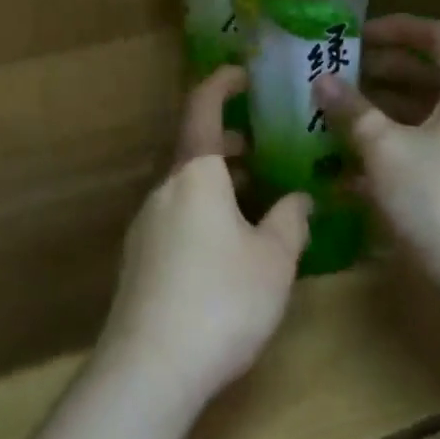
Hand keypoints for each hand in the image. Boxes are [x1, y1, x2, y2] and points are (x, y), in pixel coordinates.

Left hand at [99, 67, 311, 408]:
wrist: (150, 365)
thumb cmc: (222, 300)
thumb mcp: (273, 261)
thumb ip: (290, 221)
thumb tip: (300, 198)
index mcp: (196, 173)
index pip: (203, 108)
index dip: (221, 83)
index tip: (242, 73)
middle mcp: (165, 188)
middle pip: (195, 149)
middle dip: (229, 142)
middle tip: (263, 147)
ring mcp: (146, 222)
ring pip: (186, 186)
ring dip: (217, 181)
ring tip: (253, 198)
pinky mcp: (138, 257)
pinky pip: (176, 215)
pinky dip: (203, 210)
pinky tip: (225, 247)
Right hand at [314, 16, 439, 297]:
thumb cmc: (439, 200)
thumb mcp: (384, 149)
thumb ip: (351, 109)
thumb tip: (321, 79)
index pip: (439, 36)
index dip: (398, 29)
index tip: (358, 34)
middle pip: (435, 74)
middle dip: (385, 70)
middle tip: (341, 72)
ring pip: (433, 113)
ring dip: (388, 110)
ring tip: (341, 113)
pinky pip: (438, 145)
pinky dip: (402, 143)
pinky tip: (357, 164)